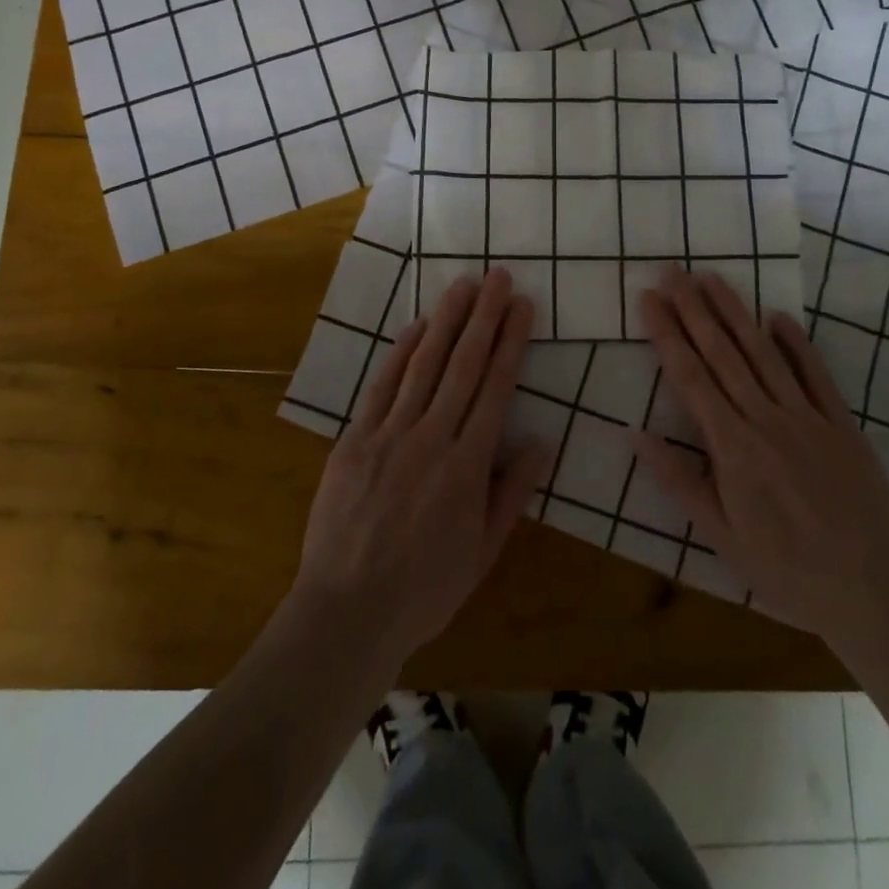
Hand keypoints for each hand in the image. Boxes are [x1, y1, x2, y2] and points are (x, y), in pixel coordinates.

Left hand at [289, 268, 544, 671]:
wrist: (347, 611)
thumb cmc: (425, 589)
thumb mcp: (483, 551)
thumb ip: (511, 492)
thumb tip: (540, 441)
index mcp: (467, 465)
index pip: (495, 388)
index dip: (511, 343)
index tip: (523, 306)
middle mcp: (431, 438)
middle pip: (463, 365)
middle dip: (484, 317)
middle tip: (499, 277)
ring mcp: (389, 435)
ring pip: (423, 366)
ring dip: (445, 321)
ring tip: (463, 286)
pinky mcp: (355, 440)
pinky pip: (381, 387)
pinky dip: (400, 354)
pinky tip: (416, 328)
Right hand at [636, 267, 888, 653]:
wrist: (873, 593)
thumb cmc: (785, 570)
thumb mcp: (721, 536)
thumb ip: (679, 481)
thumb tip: (635, 434)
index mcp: (732, 446)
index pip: (690, 377)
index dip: (667, 334)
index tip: (649, 298)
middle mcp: (766, 419)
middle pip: (723, 353)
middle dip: (693, 308)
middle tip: (673, 270)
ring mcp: (808, 418)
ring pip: (764, 354)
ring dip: (735, 313)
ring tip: (712, 278)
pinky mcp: (842, 425)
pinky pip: (816, 375)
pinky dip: (797, 343)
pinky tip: (778, 316)